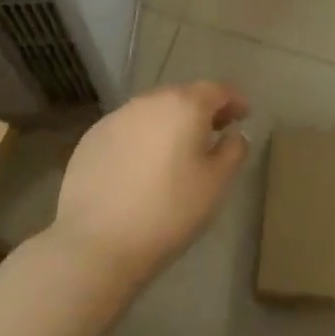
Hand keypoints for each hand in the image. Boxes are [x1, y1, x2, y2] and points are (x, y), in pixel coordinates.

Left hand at [50, 81, 250, 291]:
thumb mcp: (216, 184)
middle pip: (183, 96)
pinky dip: (141, 138)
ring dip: (169, 123)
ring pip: (152, 111)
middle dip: (201, 110)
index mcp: (185, 105)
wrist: (95, 245)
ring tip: (176, 150)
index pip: (217, 90)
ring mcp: (116, 117)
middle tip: (213, 132)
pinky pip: (127, 129)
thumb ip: (233, 150)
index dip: (234, 101)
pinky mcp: (91, 139)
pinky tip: (141, 166)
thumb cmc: (168, 212)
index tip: (244, 115)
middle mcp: (150, 101)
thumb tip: (234, 134)